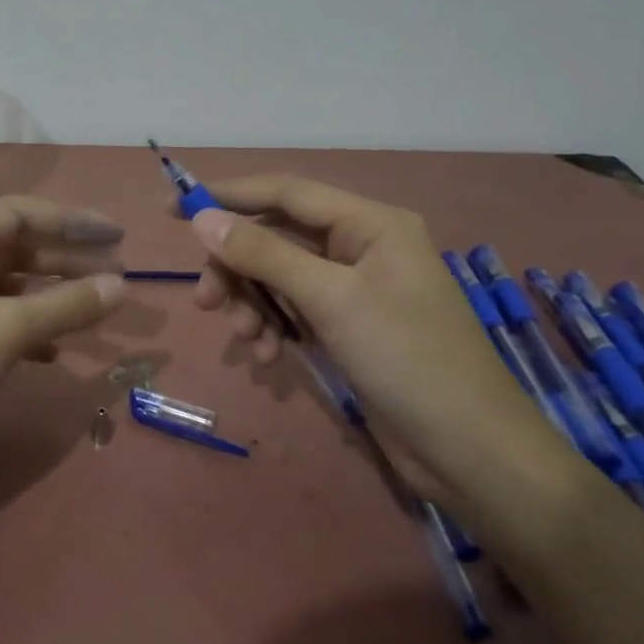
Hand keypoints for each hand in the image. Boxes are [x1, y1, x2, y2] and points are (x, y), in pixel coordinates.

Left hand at [0, 196, 126, 455]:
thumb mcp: (4, 331)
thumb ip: (66, 306)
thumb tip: (122, 286)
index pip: (19, 213)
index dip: (72, 222)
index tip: (118, 237)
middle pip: (12, 248)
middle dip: (65, 261)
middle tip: (115, 276)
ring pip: (2, 287)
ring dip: (47, 297)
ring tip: (92, 310)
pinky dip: (22, 328)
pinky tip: (51, 352)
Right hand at [185, 175, 557, 500]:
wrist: (469, 451)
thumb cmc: (406, 360)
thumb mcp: (330, 300)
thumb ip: (264, 255)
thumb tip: (201, 218)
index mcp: (370, 224)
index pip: (286, 193)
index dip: (228, 195)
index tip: (174, 208)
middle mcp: (362, 247)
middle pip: (277, 238)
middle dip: (237, 267)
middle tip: (204, 300)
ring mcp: (356, 289)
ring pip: (280, 277)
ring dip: (253, 303)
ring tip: (244, 338)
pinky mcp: (350, 327)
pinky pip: (295, 310)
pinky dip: (274, 327)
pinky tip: (266, 356)